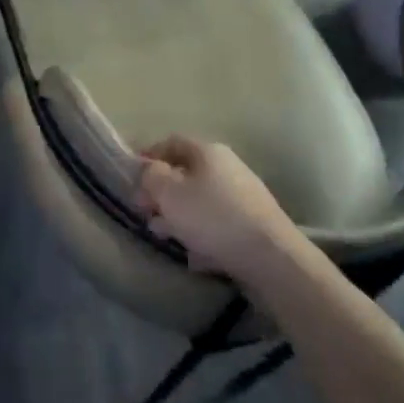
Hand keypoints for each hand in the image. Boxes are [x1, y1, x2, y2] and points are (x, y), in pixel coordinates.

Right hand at [135, 135, 310, 284]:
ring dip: (178, 215)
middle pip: (185, 173)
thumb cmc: (213, 218)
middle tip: (144, 210)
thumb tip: (149, 170)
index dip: (148, 156)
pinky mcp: (252, 226)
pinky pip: (217, 224)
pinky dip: (201, 235)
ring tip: (162, 235)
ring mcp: (243, 197)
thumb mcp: (169, 193)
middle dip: (161, 191)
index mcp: (208, 151)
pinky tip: (193, 255)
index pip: (171, 142)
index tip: (131, 177)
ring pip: (200, 200)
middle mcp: (228, 167)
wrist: (272, 260)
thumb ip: (151, 176)